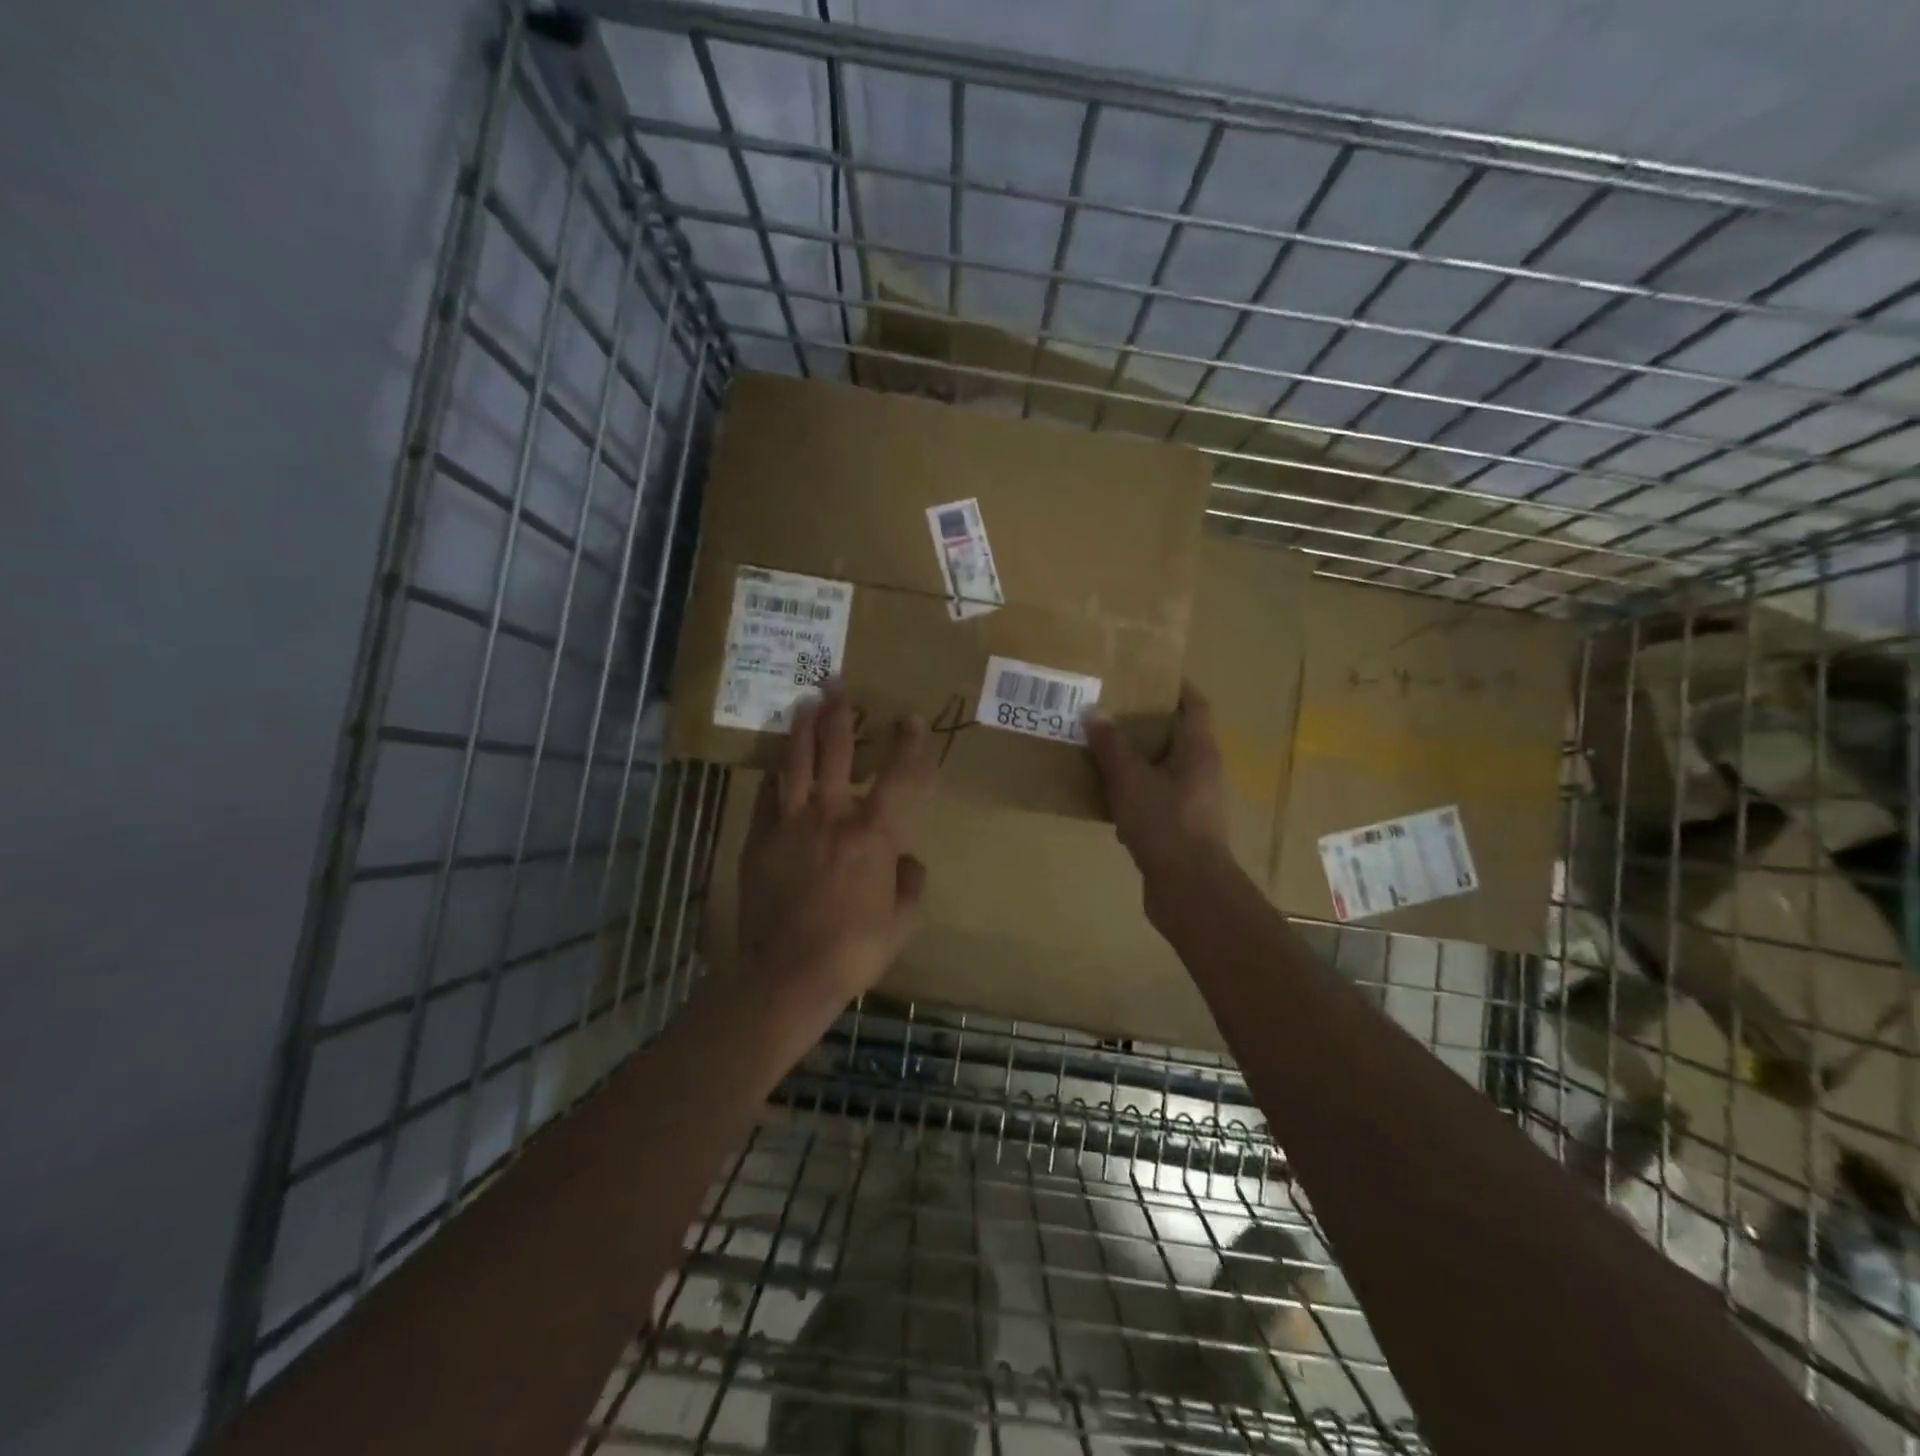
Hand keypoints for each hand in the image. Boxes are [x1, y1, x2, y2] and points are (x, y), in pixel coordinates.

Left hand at [736, 681, 934, 1017]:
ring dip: (802, 729)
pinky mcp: (759, 840)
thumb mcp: (902, 923)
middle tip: (837, 683)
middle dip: (839, 714)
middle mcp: (831, 816)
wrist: (788, 973)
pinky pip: (767, 797)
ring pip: (796, 764)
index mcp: (873, 834)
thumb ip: (910, 885)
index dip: (910, 745)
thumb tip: (907, 862)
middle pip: (836, 752)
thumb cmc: (854, 949)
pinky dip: (775, 776)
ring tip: (804, 702)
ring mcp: (790, 824)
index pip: (899, 777)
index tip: (912, 719)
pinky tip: (776, 764)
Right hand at [1085, 683, 1230, 910]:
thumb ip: (1111, 746)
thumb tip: (1093, 712)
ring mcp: (1194, 803)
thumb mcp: (1130, 780)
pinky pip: (1156, 801)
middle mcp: (1203, 772)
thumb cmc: (1165, 823)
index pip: (1195, 706)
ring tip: (1102, 752)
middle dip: (1145, 725)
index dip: (1176, 687)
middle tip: (1111, 713)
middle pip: (1177, 738)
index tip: (1146, 675)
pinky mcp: (1182, 829)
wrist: (1189, 889)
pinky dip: (1135, 796)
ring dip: (1137, 762)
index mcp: (1199, 751)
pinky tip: (1107, 801)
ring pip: (1164, 771)